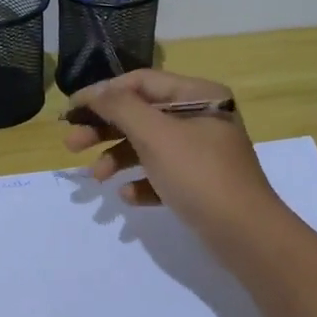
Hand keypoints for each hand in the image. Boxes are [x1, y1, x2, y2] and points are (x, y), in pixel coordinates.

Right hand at [62, 69, 282, 240]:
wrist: (246, 234)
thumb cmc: (200, 175)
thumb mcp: (156, 135)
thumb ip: (121, 108)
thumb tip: (95, 92)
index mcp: (198, 95)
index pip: (141, 82)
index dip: (103, 93)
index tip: (70, 111)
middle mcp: (201, 118)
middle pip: (141, 114)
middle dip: (105, 128)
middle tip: (71, 145)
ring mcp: (202, 152)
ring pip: (149, 146)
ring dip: (118, 158)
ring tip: (97, 178)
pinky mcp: (200, 184)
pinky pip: (162, 175)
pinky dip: (142, 182)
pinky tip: (128, 196)